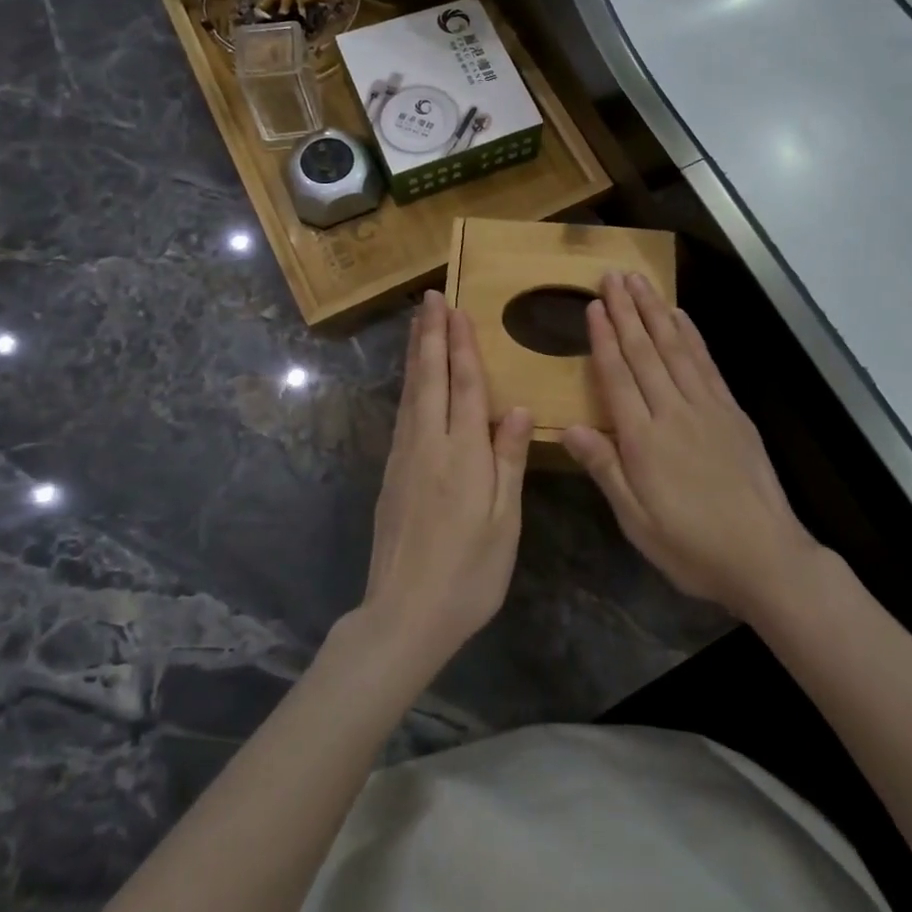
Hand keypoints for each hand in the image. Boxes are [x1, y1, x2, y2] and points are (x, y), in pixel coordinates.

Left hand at [360, 291, 533, 670]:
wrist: (404, 614)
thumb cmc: (469, 572)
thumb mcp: (504, 521)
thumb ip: (508, 460)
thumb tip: (519, 408)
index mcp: (463, 452)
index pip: (465, 385)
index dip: (462, 345)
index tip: (457, 309)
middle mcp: (429, 443)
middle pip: (430, 377)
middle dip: (432, 335)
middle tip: (430, 298)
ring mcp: (404, 457)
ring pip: (411, 392)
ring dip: (417, 353)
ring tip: (419, 324)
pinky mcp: (391, 474)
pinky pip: (403, 414)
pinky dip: (409, 385)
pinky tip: (412, 381)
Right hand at [564, 272, 818, 619]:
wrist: (765, 556)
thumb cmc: (690, 546)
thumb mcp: (636, 520)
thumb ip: (604, 468)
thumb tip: (568, 428)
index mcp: (643, 440)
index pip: (617, 377)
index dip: (603, 339)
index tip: (592, 306)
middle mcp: (672, 412)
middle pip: (644, 352)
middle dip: (626, 311)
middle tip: (612, 276)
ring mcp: (707, 407)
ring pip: (675, 348)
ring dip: (655, 311)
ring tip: (639, 282)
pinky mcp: (732, 411)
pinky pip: (706, 363)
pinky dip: (691, 335)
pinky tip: (681, 316)